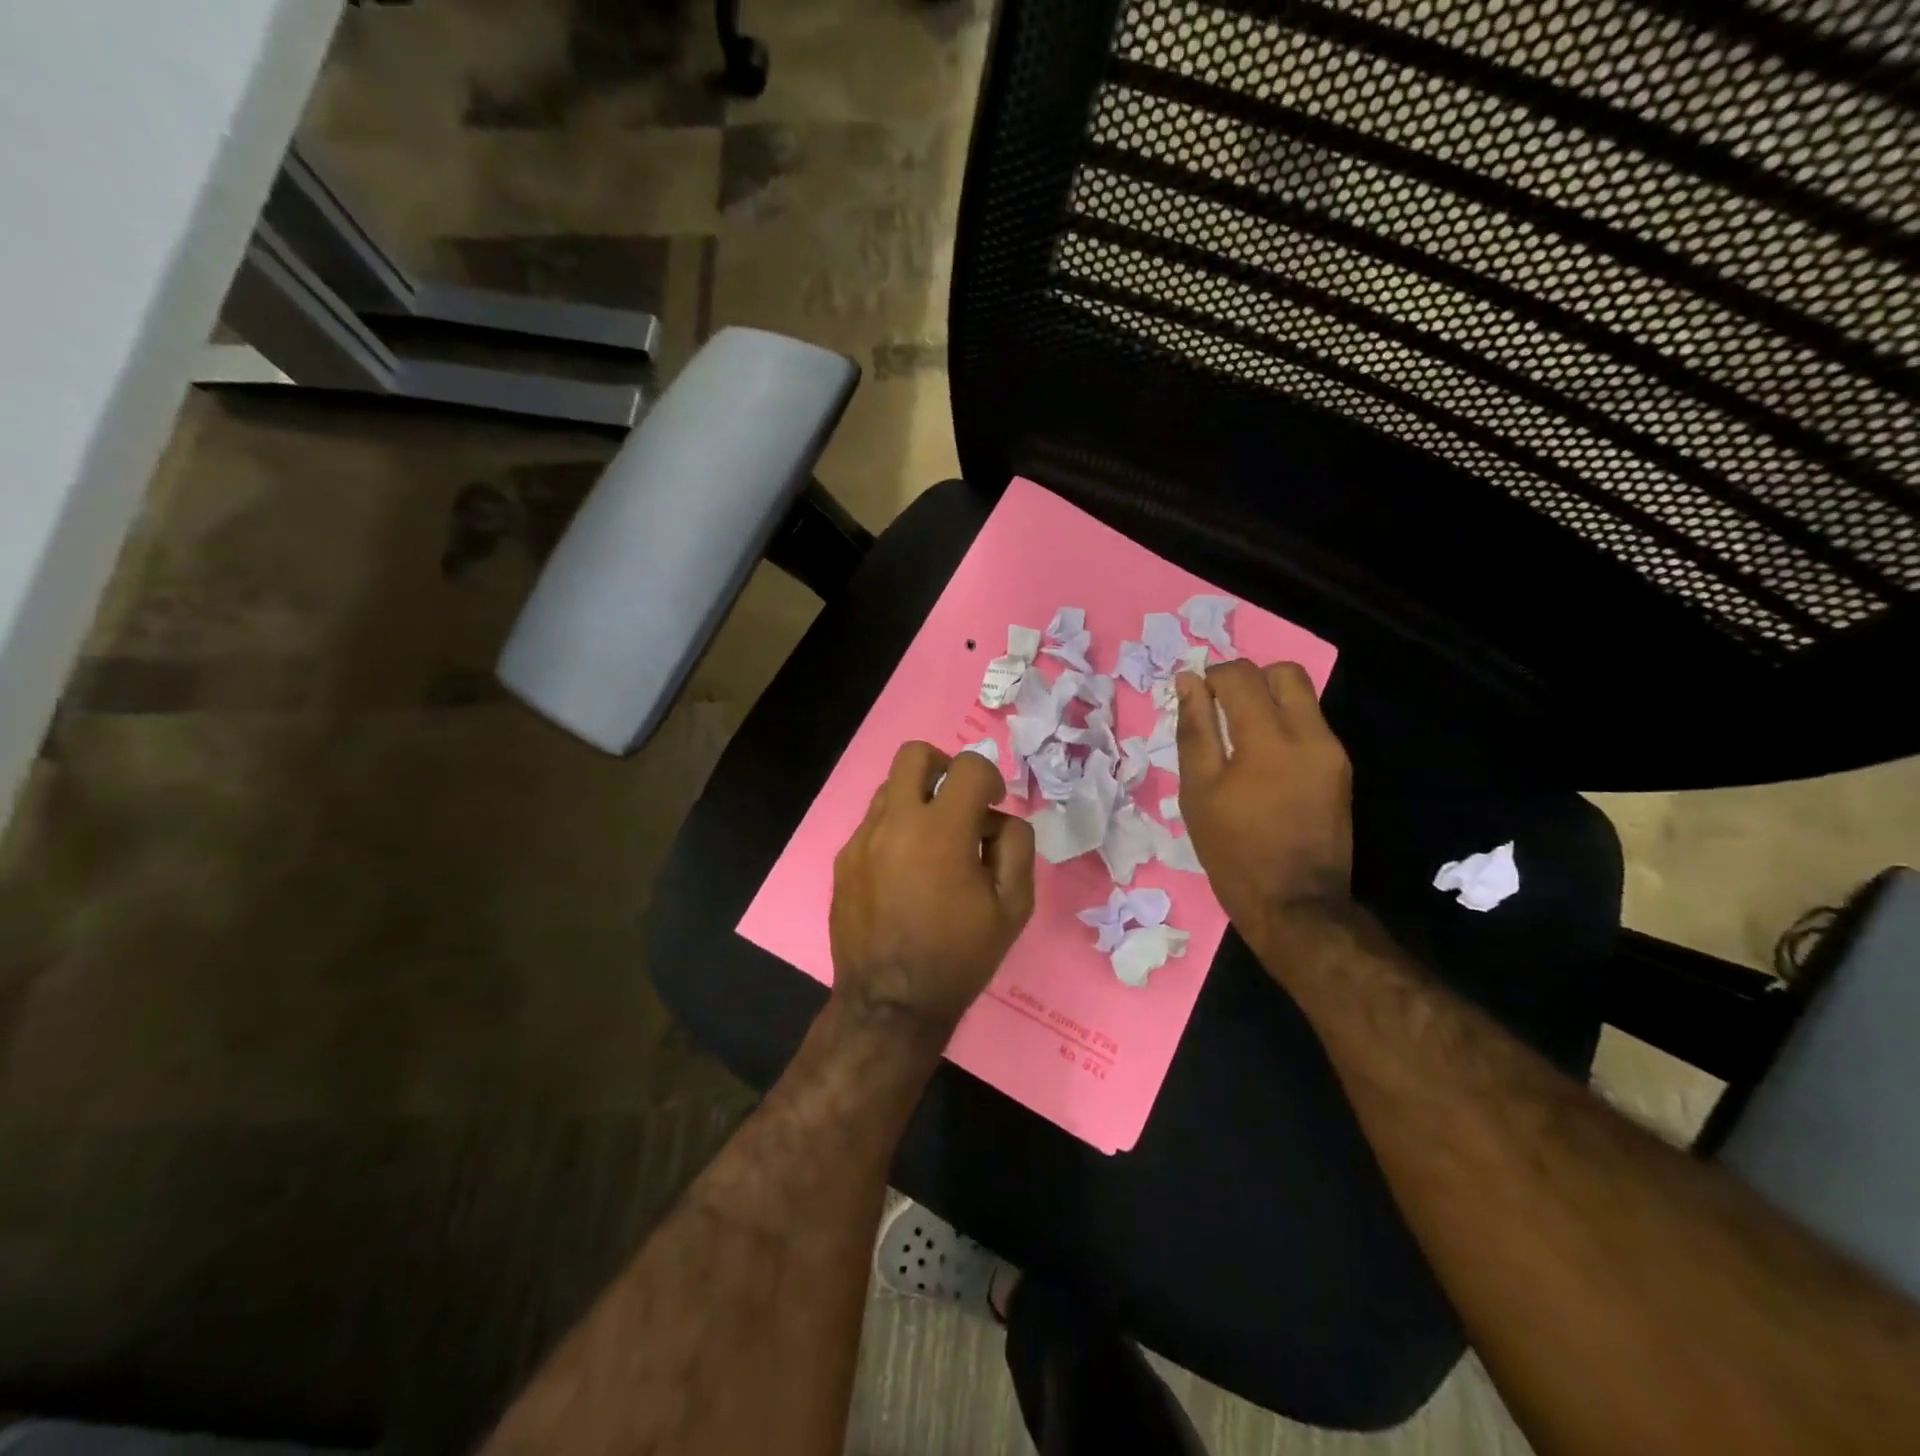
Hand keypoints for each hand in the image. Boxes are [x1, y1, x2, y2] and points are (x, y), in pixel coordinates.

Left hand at [829, 742, 1035, 1034]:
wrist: (890, 1003)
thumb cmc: (959, 956)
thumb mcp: (1013, 907)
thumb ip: (1016, 847)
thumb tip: (999, 820)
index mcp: (941, 830)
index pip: (968, 766)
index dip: (989, 777)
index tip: (993, 804)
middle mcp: (895, 822)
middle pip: (914, 754)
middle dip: (943, 766)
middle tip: (958, 802)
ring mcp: (862, 839)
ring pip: (889, 788)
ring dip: (916, 799)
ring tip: (932, 842)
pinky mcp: (843, 860)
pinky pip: (872, 824)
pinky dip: (895, 831)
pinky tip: (905, 872)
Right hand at [1174, 660, 1352, 942]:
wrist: (1296, 905)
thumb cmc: (1234, 852)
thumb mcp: (1198, 792)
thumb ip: (1194, 731)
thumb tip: (1188, 682)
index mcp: (1268, 740)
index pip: (1241, 676)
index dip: (1212, 676)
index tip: (1197, 699)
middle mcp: (1310, 735)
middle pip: (1284, 673)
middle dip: (1249, 679)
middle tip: (1222, 709)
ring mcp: (1332, 752)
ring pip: (1302, 697)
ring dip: (1268, 701)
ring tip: (1240, 736)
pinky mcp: (1341, 770)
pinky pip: (1310, 725)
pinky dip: (1283, 726)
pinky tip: (1263, 761)